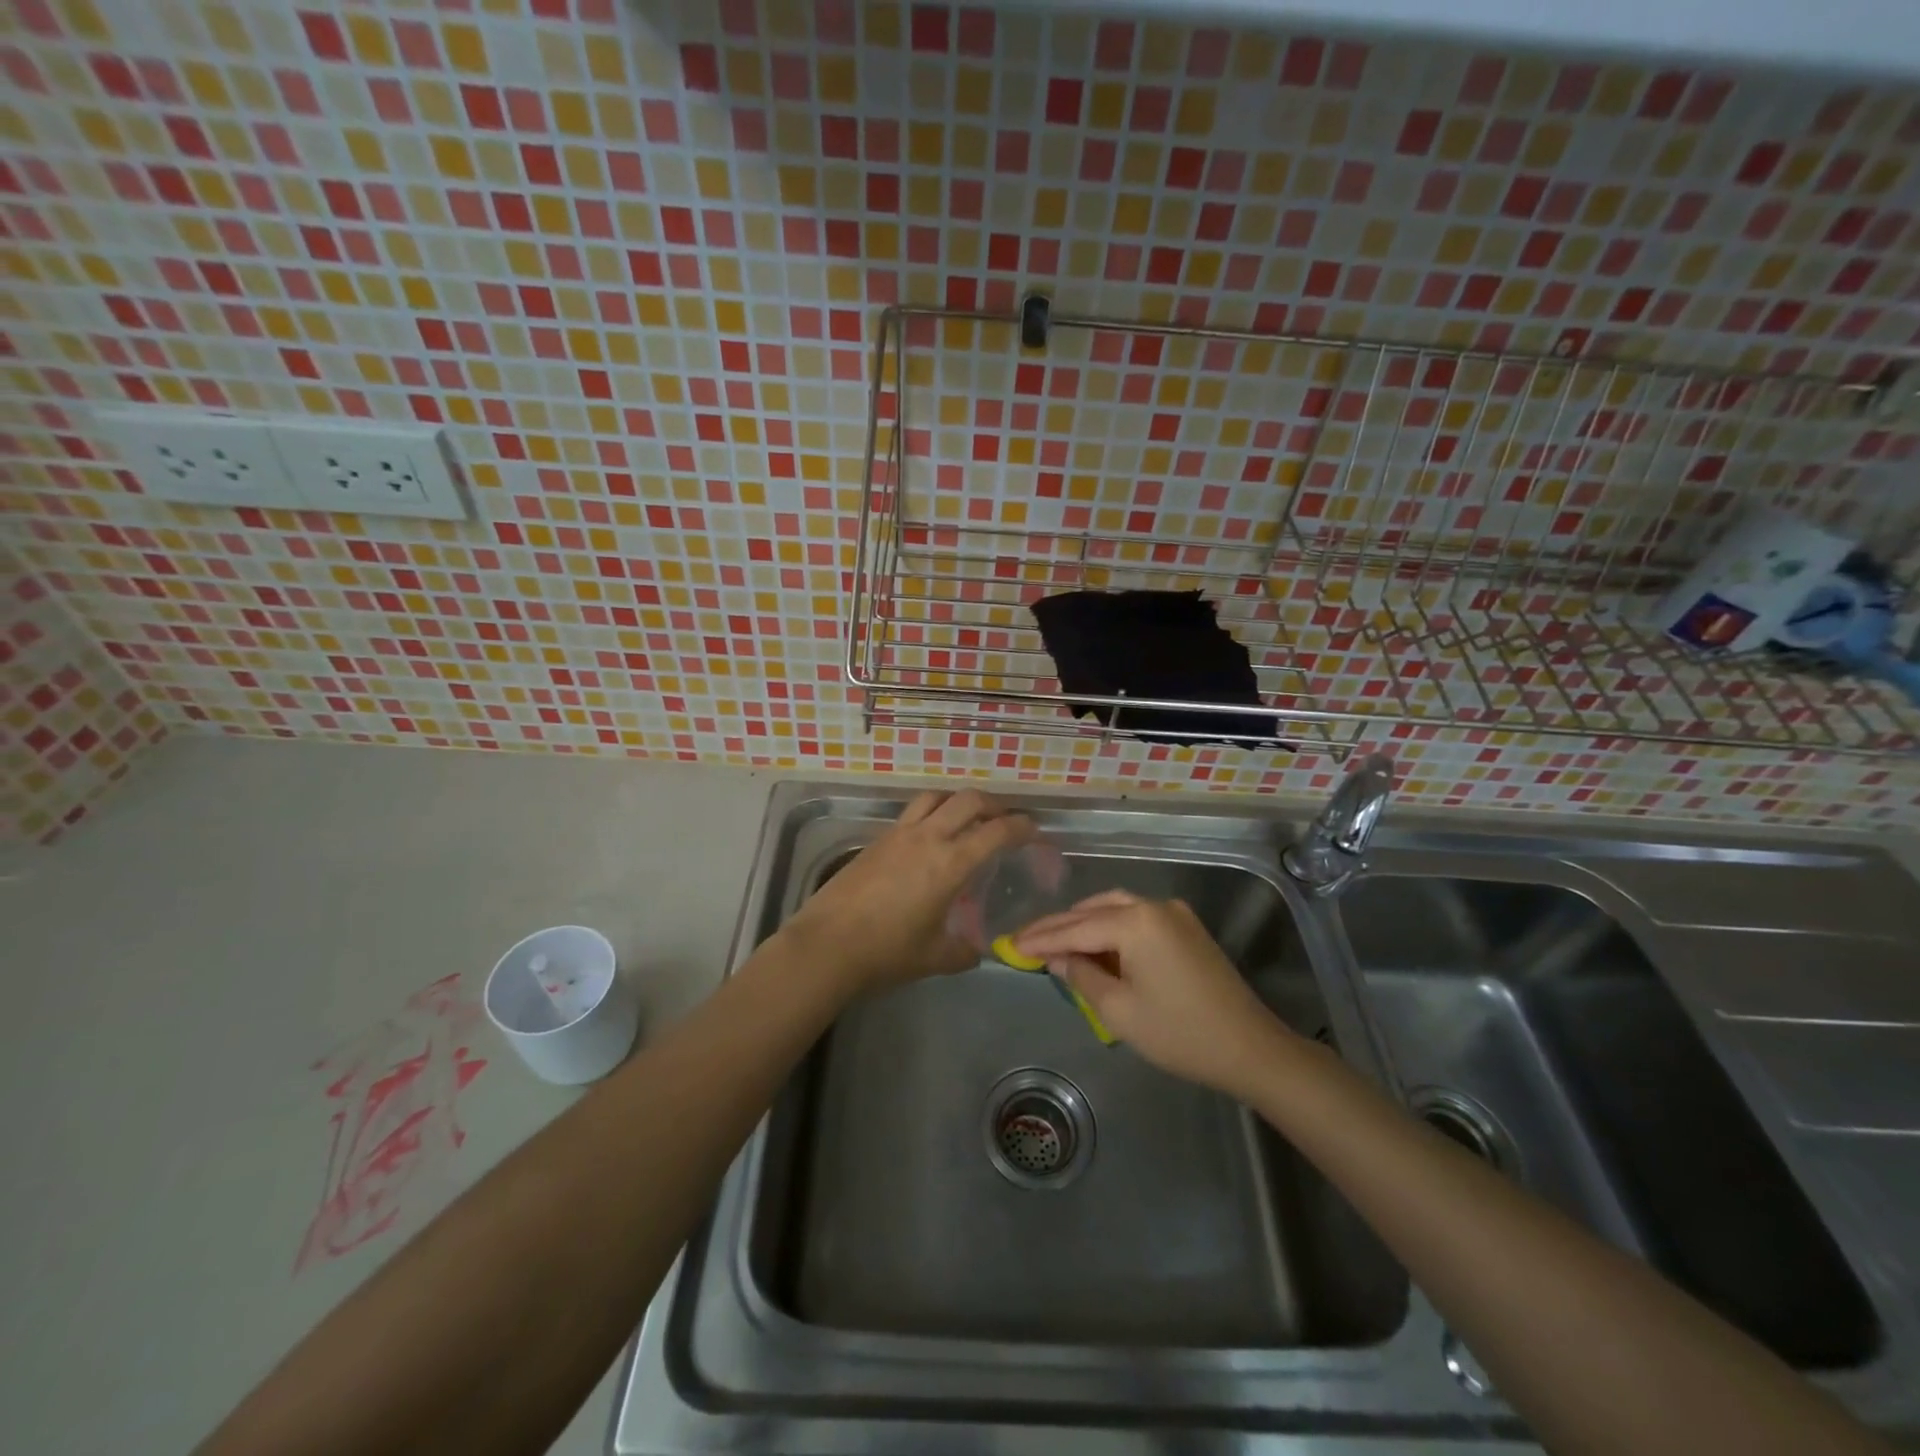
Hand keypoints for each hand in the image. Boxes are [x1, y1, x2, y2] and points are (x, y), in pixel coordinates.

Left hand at [781, 790, 1032, 994]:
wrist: (827, 944)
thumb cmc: (886, 952)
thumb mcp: (934, 957)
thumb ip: (963, 951)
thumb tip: (976, 951)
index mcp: (950, 863)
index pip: (996, 831)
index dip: (1021, 826)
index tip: (1034, 831)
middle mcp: (928, 837)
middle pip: (969, 800)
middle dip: (994, 804)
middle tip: (1005, 819)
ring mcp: (899, 833)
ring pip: (937, 796)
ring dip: (959, 801)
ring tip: (967, 818)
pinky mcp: (877, 839)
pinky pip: (913, 812)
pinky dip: (932, 812)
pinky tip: (930, 837)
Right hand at [1013, 891, 1295, 1096]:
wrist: (1250, 1047)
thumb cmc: (1179, 1033)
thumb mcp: (1119, 1010)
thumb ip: (1081, 976)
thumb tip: (1057, 958)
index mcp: (1135, 922)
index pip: (1075, 927)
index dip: (1041, 938)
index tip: (1010, 944)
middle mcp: (1153, 905)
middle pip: (1093, 910)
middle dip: (1059, 926)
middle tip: (1026, 941)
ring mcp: (1174, 913)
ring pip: (1115, 908)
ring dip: (1084, 923)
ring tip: (1055, 942)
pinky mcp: (1186, 928)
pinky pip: (1137, 918)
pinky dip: (1111, 928)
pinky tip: (1095, 945)